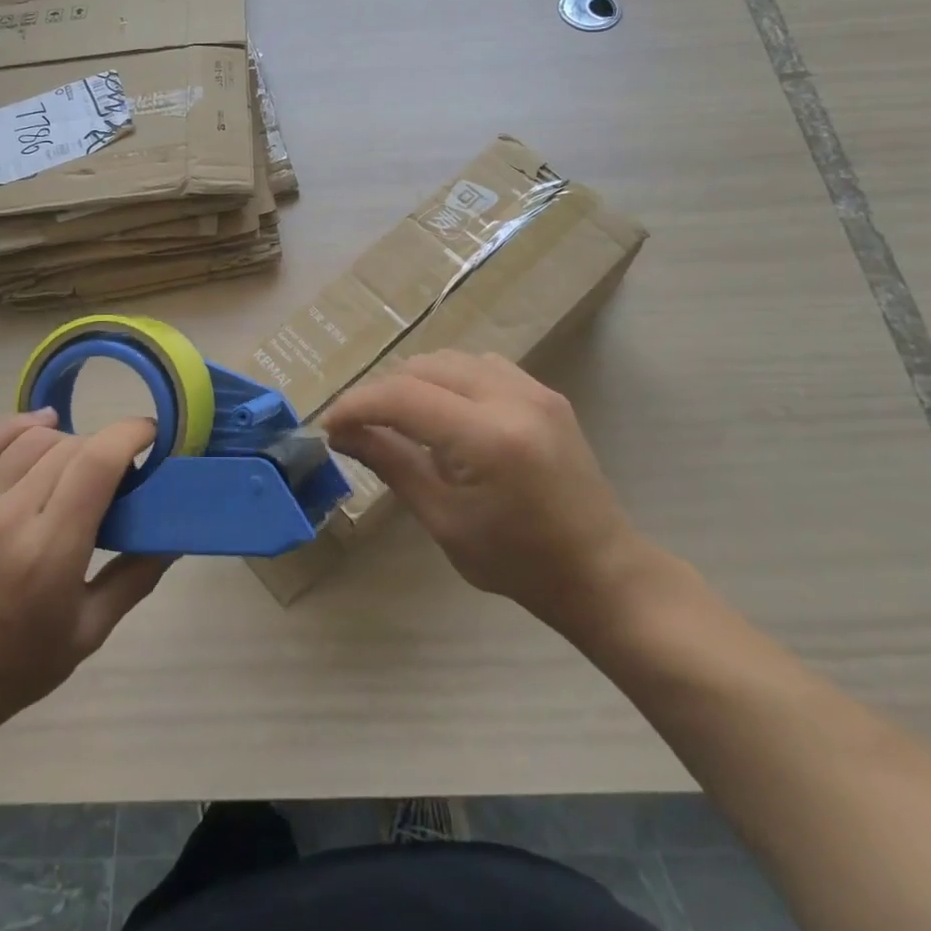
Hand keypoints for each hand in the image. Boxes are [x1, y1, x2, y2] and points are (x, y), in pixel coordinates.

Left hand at [0, 410, 169, 747]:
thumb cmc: (12, 671)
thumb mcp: (87, 634)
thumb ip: (136, 577)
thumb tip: (176, 533)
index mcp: (48, 553)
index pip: (97, 462)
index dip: (130, 434)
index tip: (151, 434)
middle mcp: (6, 518)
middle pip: (69, 447)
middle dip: (103, 448)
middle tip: (115, 475)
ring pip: (30, 440)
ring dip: (66, 442)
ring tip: (75, 465)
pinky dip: (16, 426)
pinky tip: (40, 426)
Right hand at [321, 351, 641, 628]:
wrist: (600, 571)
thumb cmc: (517, 562)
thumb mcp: (443, 520)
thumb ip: (391, 464)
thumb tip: (343, 433)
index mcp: (487, 437)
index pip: (402, 396)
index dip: (357, 404)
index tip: (330, 425)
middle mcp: (512, 398)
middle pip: (424, 367)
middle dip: (383, 392)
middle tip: (361, 428)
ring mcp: (534, 389)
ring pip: (451, 359)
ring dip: (416, 383)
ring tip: (401, 422)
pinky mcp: (546, 393)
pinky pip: (482, 366)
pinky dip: (451, 380)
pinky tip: (447, 414)